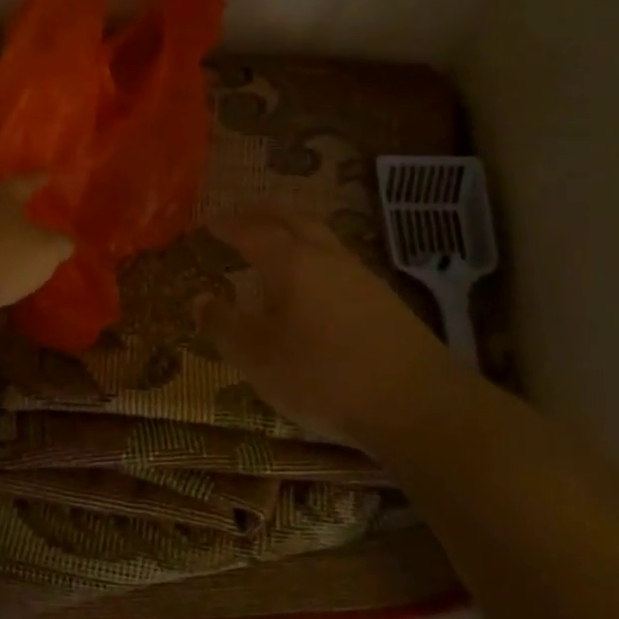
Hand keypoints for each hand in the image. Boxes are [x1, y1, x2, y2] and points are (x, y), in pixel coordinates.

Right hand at [199, 208, 460, 445]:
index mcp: (290, 263)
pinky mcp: (384, 299)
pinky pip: (338, 261)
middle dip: (263, 214)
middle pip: (292, 220)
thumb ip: (224, 326)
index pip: (251, 231)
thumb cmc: (323, 376)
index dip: (228, 225)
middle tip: (242, 214)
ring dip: (293, 231)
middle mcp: (326, 257)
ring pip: (320, 237)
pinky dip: (314, 256)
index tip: (208, 222)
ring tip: (276, 243)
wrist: (418, 404)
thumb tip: (199, 299)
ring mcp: (360, 276)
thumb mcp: (257, 359)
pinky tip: (314, 282)